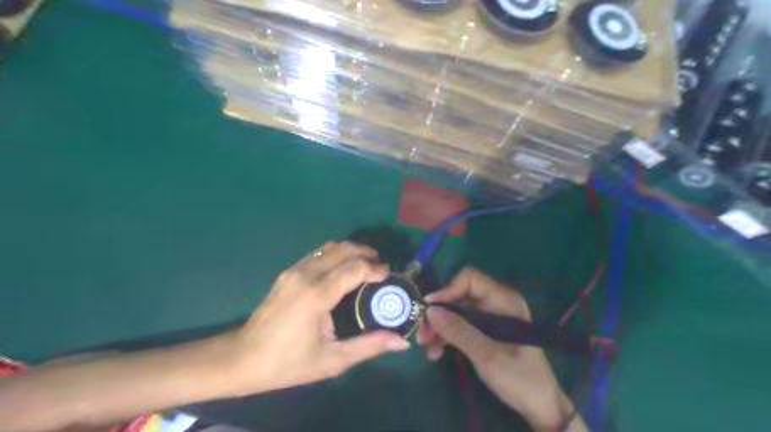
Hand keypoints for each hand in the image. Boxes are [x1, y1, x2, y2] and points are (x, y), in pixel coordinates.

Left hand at [227, 241, 408, 396]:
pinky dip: (336, 254)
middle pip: (343, 250)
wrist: (241, 358)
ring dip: (351, 250)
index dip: (376, 268)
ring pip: (330, 247)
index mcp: (317, 294)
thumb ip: (369, 347)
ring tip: (366, 263)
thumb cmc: (288, 363)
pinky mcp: (288, 272)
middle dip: (366, 253)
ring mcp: (294, 270)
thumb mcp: (332, 360)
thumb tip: (402, 342)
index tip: (388, 275)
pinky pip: (318, 254)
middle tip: (381, 267)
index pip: (355, 268)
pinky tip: (342, 268)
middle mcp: (306, 274)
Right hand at [419, 269, 581, 430]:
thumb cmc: (520, 378)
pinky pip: (460, 325)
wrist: (540, 406)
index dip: (448, 290)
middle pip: (459, 296)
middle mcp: (496, 302)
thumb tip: (429, 311)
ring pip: (456, 311)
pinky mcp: (485, 330)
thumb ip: (459, 331)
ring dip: (440, 327)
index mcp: (504, 300)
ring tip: (427, 347)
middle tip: (422, 334)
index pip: (470, 279)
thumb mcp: (487, 355)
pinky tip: (436, 352)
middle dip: (439, 314)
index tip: (430, 310)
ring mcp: (490, 316)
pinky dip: (447, 335)